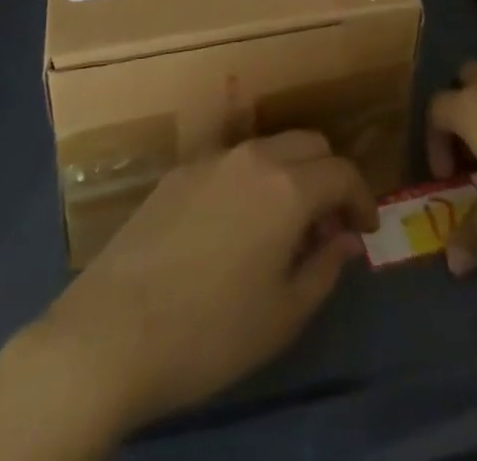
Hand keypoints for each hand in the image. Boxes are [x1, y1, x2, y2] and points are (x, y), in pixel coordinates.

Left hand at [32, 131, 376, 435]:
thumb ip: (325, 268)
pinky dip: (253, 178)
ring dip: (291, 172)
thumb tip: (346, 239)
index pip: (343, 171)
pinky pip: (232, 161)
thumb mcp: (283, 316)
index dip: (363, 198)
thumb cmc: (209, 333)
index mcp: (287, 186)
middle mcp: (253, 156)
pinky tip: (237, 224)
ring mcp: (211, 158)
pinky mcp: (178, 171)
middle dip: (329, 174)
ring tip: (285, 224)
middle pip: (309, 142)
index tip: (365, 230)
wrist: (111, 332)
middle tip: (328, 223)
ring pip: (270, 146)